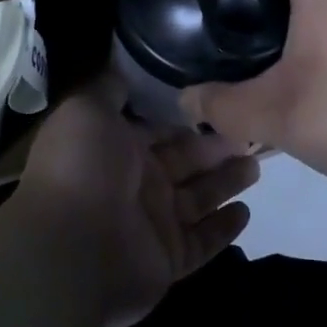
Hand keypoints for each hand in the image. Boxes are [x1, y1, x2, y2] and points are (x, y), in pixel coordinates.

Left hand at [15, 74, 258, 326]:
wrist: (69, 250)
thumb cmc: (81, 169)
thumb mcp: (88, 110)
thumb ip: (110, 90)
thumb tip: (125, 67)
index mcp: (116, 146)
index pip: (159, 127)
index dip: (187, 115)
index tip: (221, 97)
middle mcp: (136, 182)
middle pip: (185, 160)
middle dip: (215, 146)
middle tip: (251, 129)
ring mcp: (152, 222)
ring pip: (199, 197)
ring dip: (226, 181)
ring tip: (257, 163)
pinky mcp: (168, 259)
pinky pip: (202, 240)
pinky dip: (223, 228)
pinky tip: (246, 211)